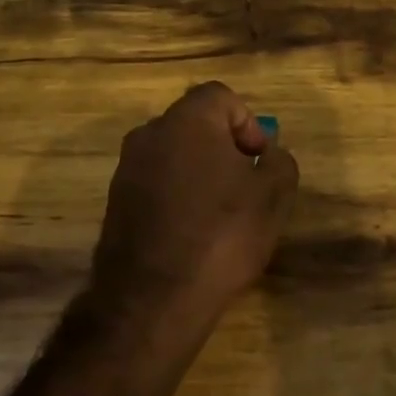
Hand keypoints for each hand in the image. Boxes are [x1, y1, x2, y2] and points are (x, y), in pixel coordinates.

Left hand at [89, 82, 298, 342]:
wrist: (153, 299)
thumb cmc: (221, 235)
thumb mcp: (272, 197)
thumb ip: (279, 162)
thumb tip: (268, 155)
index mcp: (187, 121)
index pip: (221, 96)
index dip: (248, 123)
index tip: (258, 161)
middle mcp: (149, 134)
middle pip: (196, 124)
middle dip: (225, 148)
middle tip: (246, 186)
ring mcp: (127, 169)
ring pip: (174, 155)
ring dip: (201, 173)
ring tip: (221, 214)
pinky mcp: (116, 202)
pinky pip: (156, 183)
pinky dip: (177, 196)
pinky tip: (193, 233)